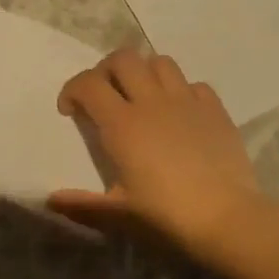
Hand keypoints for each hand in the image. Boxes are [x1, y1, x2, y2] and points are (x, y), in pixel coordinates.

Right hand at [51, 48, 262, 253]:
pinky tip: (179, 113)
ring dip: (144, 73)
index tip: (69, 111)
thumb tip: (51, 200)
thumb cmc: (166, 216)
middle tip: (103, 96)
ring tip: (141, 97)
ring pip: (160, 62)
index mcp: (122, 124)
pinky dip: (180, 90)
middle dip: (106, 70)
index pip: (88, 84)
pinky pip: (193, 84)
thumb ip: (82, 204)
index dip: (72, 90)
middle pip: (123, 59)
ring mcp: (187, 102)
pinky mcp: (215, 110)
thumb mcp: (118, 214)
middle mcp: (152, 102)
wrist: (227, 219)